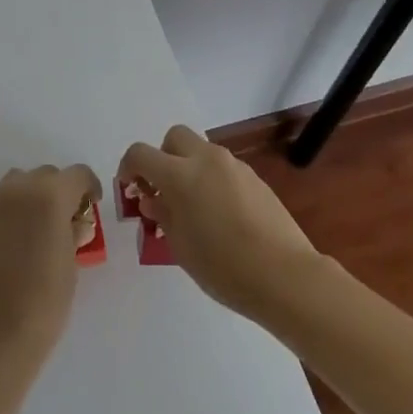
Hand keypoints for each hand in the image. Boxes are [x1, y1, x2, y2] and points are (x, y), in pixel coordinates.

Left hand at [0, 164, 102, 358]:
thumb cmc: (43, 302)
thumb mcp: (70, 266)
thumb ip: (73, 234)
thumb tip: (75, 223)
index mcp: (50, 196)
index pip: (77, 174)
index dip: (89, 187)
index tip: (92, 207)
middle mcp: (19, 190)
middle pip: (47, 175)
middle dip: (61, 191)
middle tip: (68, 221)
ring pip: (19, 183)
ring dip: (34, 196)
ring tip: (41, 228)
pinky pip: (1, 205)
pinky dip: (14, 212)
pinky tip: (18, 244)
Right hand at [118, 125, 320, 321]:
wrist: (285, 275)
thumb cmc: (223, 267)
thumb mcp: (180, 246)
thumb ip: (163, 215)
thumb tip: (154, 199)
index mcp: (181, 175)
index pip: (141, 154)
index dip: (128, 167)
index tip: (130, 188)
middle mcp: (206, 160)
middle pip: (174, 138)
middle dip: (163, 157)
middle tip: (162, 190)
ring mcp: (234, 166)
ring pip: (201, 151)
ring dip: (188, 168)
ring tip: (193, 207)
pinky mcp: (255, 178)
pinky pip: (223, 168)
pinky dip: (211, 180)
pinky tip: (220, 214)